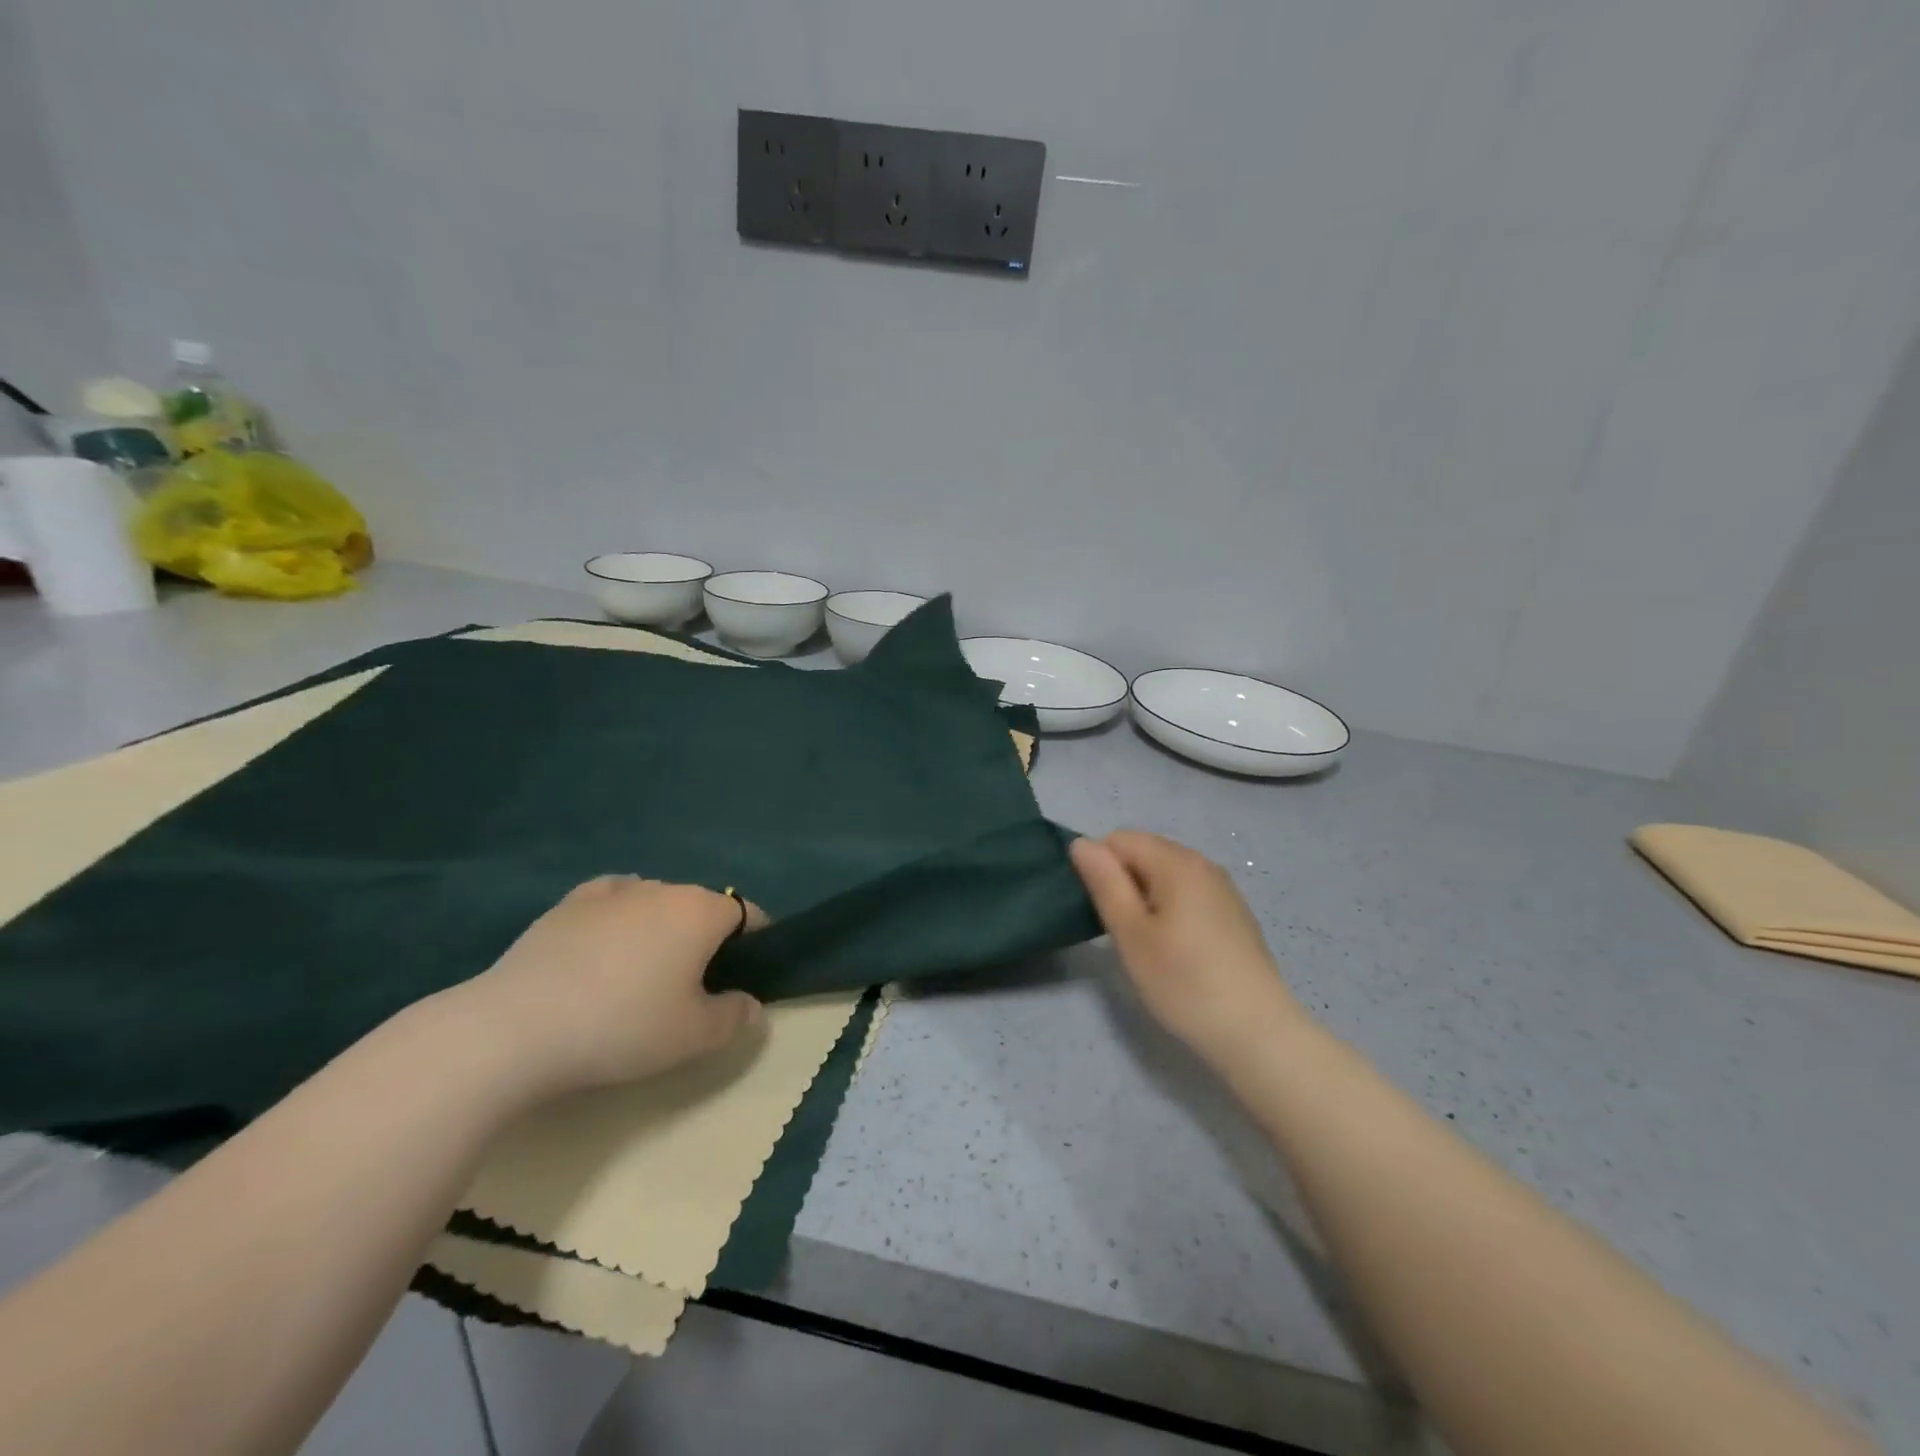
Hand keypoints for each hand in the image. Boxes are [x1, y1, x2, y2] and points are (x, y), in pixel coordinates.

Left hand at [452, 876, 766, 1095]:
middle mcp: (663, 888)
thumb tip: (750, 1004)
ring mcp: (613, 892)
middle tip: (691, 987)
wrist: (516, 1028)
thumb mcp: (694, 1037)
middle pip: (700, 907)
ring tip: (640, 974)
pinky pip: (612, 900)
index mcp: (701, 912)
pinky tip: (605, 945)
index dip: (755, 942)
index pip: (747, 913)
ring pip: (655, 902)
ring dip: (661, 928)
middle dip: (705, 938)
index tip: (744, 977)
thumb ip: (735, 1017)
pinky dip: (619, 917)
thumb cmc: (622, 1027)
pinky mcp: (568, 904)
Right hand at [1070, 831, 1302, 1066]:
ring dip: (1145, 899)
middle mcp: (1203, 864)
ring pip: (1166, 875)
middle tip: (1121, 933)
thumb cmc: (1184, 982)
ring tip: (1146, 945)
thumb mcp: (1131, 933)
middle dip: (1122, 882)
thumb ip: (1104, 882)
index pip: (1119, 839)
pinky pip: (1188, 895)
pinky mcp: (1233, 914)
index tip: (1100, 912)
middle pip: (1145, 852)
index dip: (1100, 868)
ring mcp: (1223, 889)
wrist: (1257, 1034)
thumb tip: (1081, 843)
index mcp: (1177, 862)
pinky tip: (1176, 951)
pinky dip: (1170, 911)